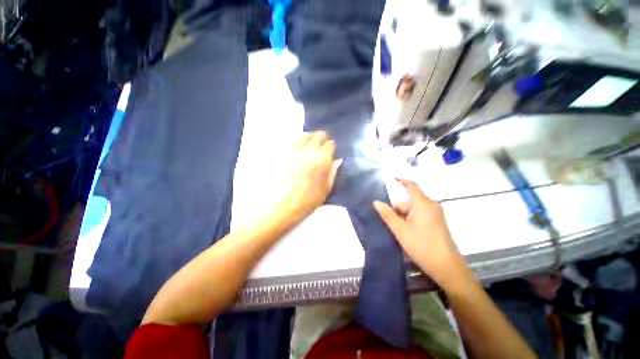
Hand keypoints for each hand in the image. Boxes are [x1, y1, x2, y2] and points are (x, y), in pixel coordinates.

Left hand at [284, 131, 341, 214]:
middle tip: (322, 144)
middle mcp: (310, 152)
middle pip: (318, 135)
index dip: (331, 146)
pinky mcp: (286, 155)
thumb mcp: (327, 187)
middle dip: (322, 137)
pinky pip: (293, 142)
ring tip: (311, 144)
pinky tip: (300, 148)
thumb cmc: (311, 198)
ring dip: (310, 137)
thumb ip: (333, 171)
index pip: (330, 144)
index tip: (331, 150)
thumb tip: (338, 160)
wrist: (289, 203)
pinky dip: (299, 142)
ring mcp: (297, 152)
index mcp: (323, 161)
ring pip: (305, 135)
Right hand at [373, 179, 467, 285]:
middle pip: (409, 200)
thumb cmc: (422, 246)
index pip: (411, 186)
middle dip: (398, 209)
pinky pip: (420, 214)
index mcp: (422, 204)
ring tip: (401, 231)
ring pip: (414, 208)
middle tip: (393, 224)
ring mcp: (436, 214)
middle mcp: (431, 205)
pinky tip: (409, 232)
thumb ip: (387, 214)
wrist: (448, 268)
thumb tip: (376, 202)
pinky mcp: (438, 222)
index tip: (392, 176)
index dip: (402, 179)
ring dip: (404, 216)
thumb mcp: (400, 230)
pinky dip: (411, 219)